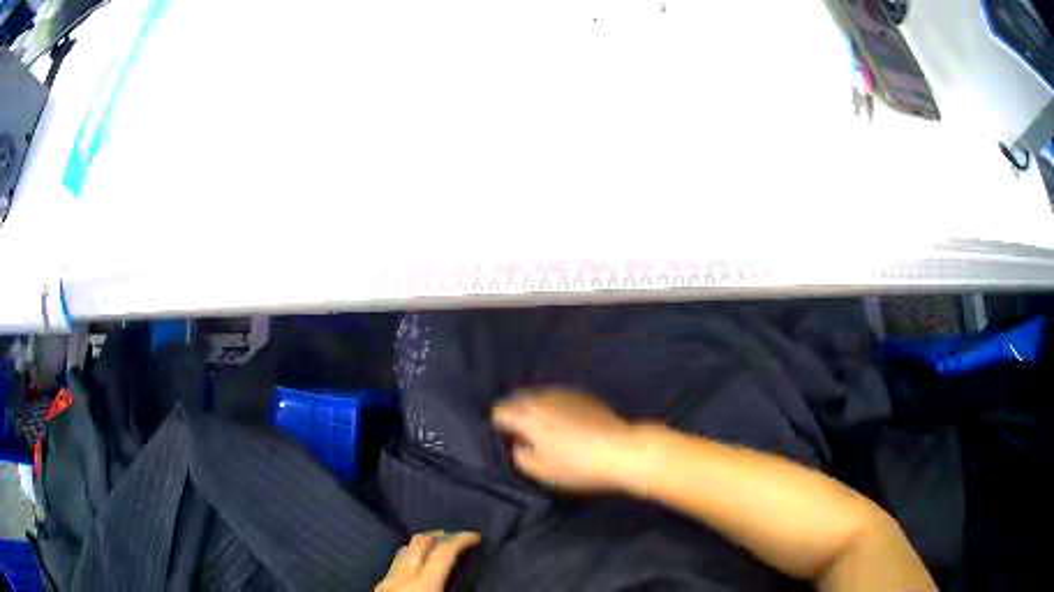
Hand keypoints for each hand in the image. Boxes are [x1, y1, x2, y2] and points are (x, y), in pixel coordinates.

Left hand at [375, 531, 480, 591]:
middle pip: (419, 543)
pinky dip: (410, 560)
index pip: (443, 552)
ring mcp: (386, 581)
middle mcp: (402, 577)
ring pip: (403, 551)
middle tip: (456, 537)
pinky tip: (418, 567)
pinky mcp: (379, 586)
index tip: (476, 535)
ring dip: (421, 547)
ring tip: (437, 549)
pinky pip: (395, 566)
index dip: (461, 539)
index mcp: (423, 585)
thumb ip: (454, 586)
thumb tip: (467, 573)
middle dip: (438, 535)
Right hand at [491, 389, 642, 492]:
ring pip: (538, 396)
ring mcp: (565, 393)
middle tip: (519, 433)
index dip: (497, 425)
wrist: (621, 450)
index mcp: (528, 416)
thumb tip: (518, 443)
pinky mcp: (584, 395)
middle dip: (514, 413)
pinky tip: (564, 422)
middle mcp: (543, 398)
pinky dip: (553, 407)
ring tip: (541, 427)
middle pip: (518, 399)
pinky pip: (558, 397)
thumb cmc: (577, 465)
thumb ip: (520, 455)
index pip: (499, 412)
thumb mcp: (541, 470)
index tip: (503, 439)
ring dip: (534, 408)